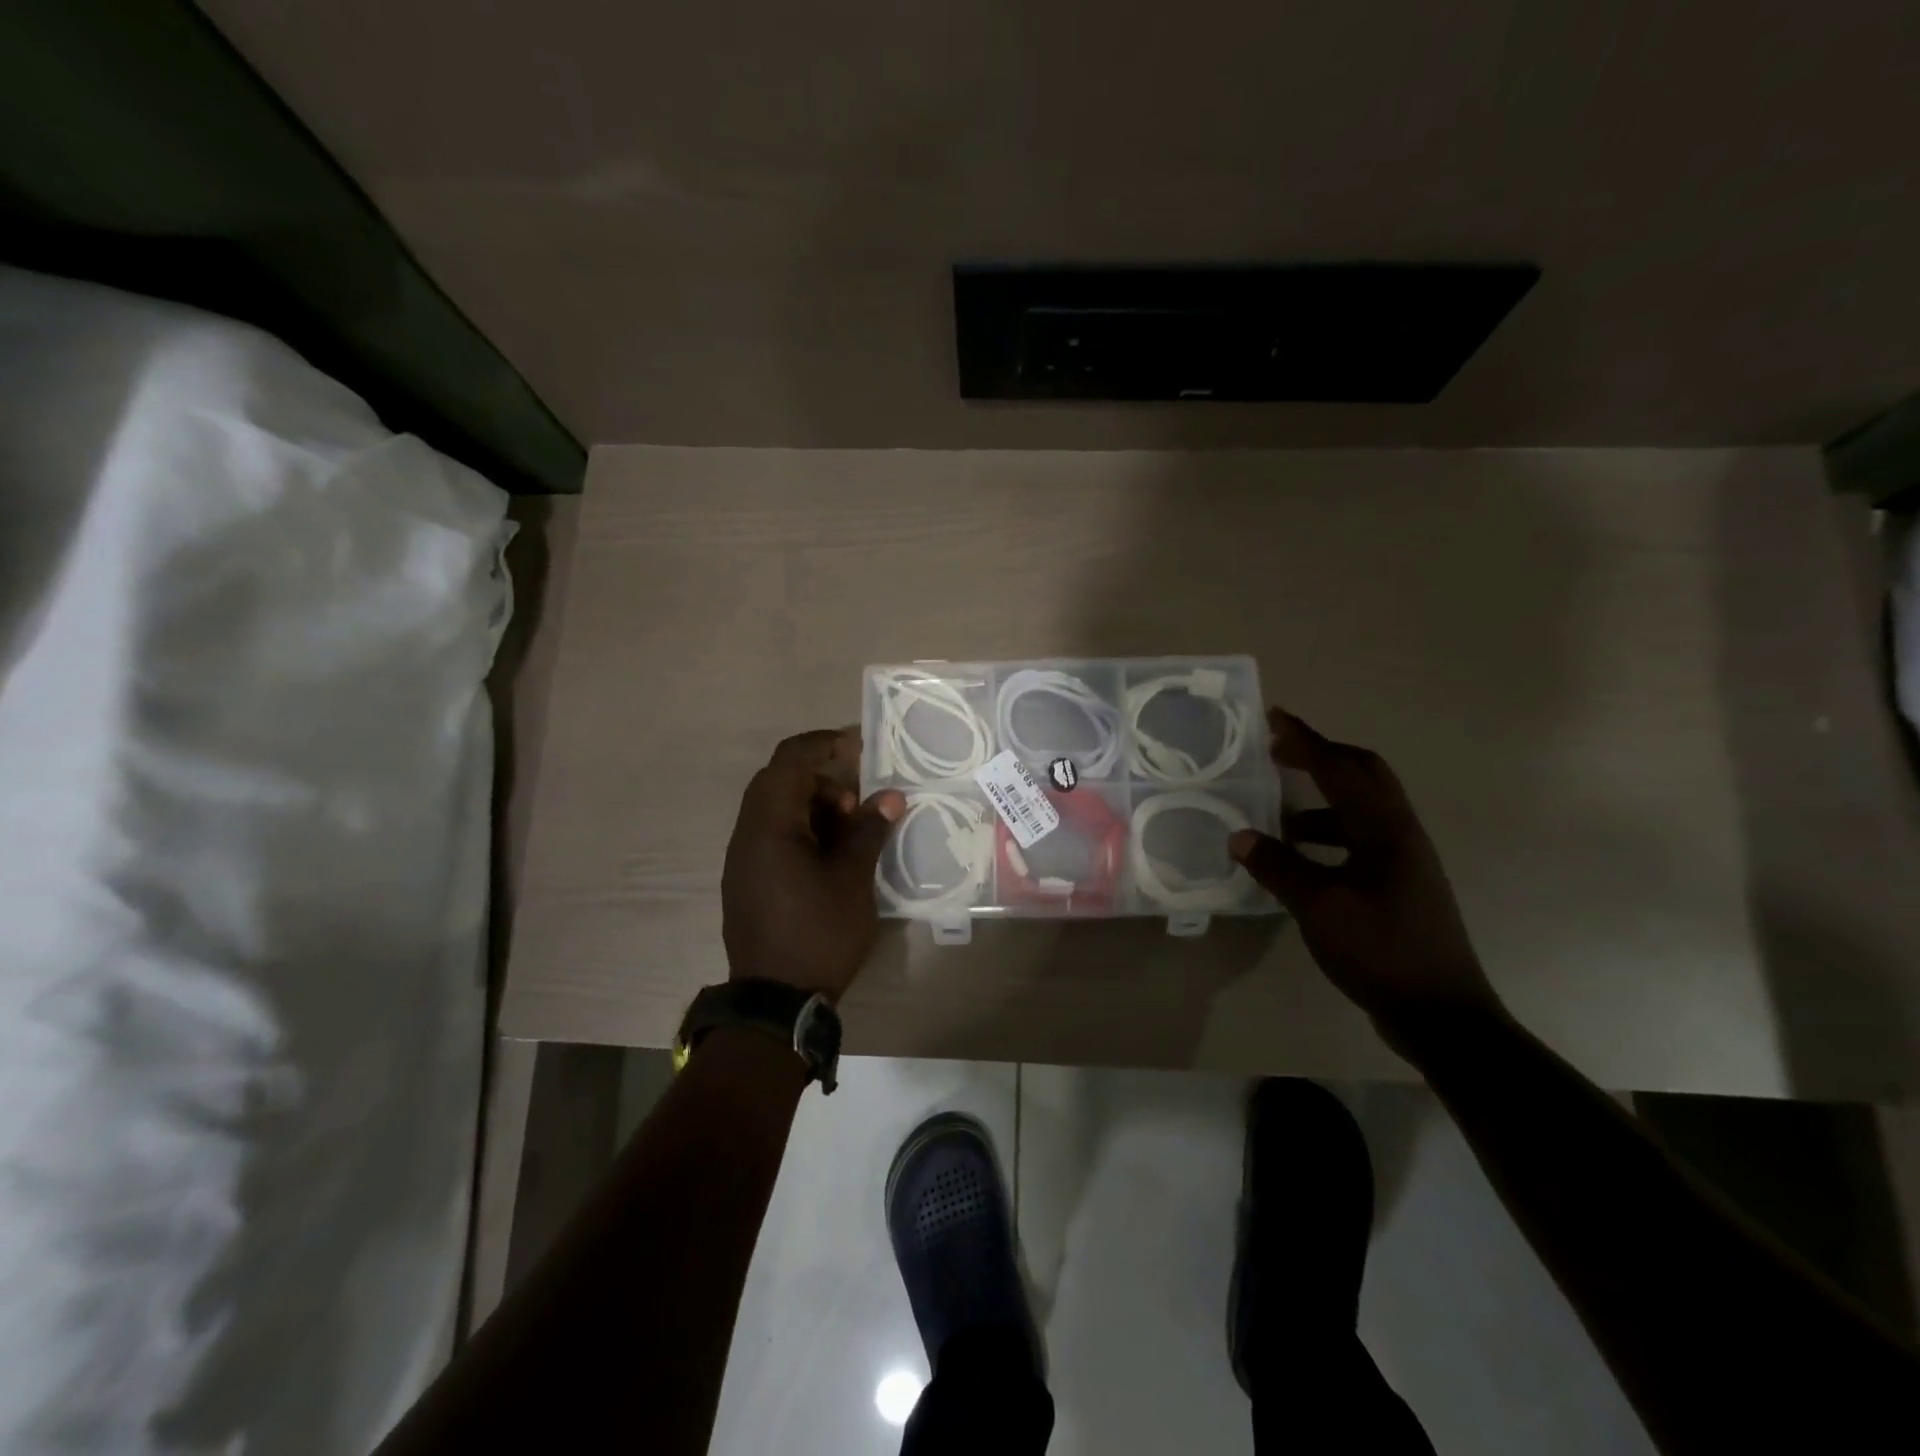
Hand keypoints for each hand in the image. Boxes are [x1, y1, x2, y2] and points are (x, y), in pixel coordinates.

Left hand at [722, 728, 904, 999]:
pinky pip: (773, 837)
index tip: (858, 746)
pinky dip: (803, 831)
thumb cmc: (818, 933)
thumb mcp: (852, 879)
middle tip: (858, 804)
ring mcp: (744, 859)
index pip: (790, 760)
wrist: (775, 1001)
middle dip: (823, 781)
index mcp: (769, 825)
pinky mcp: (748, 880)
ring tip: (850, 834)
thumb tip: (890, 796)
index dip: (824, 744)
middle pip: (780, 782)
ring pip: (776, 810)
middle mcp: (747, 834)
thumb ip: (868, 831)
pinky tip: (831, 857)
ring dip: (814, 808)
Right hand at [1228, 709, 1506, 1054]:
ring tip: (1278, 815)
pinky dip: (1327, 834)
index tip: (1275, 718)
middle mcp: (1399, 834)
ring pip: (1361, 809)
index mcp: (1384, 830)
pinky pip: (1359, 839)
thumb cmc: (1381, 952)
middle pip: (1363, 775)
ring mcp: (1404, 860)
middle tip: (1279, 754)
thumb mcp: (1320, 908)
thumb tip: (1239, 836)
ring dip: (1321, 800)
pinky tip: (1300, 858)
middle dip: (1321, 758)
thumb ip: (1278, 867)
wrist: (1441, 1014)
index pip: (1340, 769)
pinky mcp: (1399, 884)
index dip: (1306, 741)